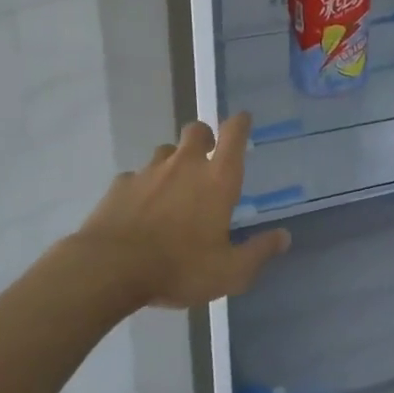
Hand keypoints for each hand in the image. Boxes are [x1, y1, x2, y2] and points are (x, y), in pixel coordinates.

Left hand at [77, 112, 289, 308]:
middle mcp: (185, 165)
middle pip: (197, 130)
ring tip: (173, 189)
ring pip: (165, 151)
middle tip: (206, 159)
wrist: (109, 269)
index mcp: (217, 179)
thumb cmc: (179, 267)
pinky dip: (142, 187)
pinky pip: (136, 177)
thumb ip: (259, 252)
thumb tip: (284, 237)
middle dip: (204, 137)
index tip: (243, 120)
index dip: (240, 123)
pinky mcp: (120, 184)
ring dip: (173, 162)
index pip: (234, 134)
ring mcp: (149, 171)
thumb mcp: (229, 272)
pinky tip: (140, 210)